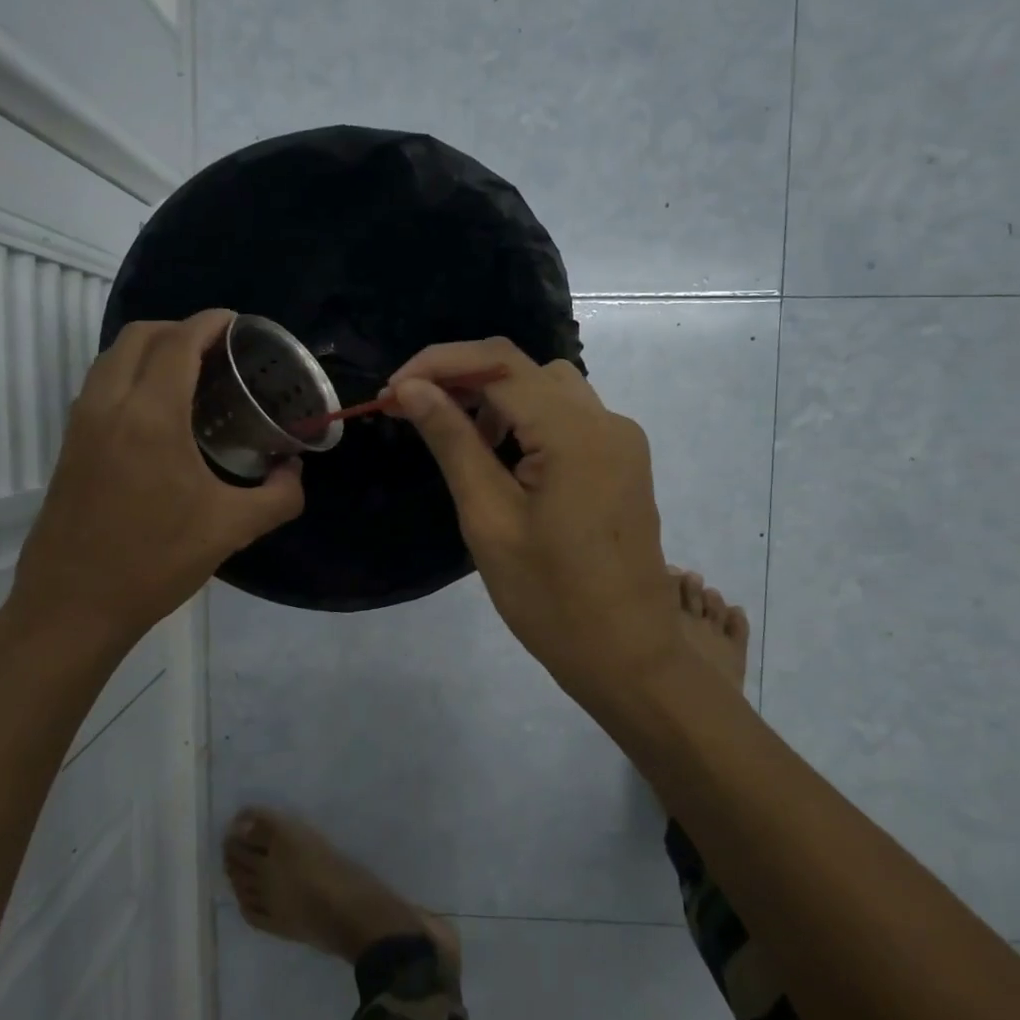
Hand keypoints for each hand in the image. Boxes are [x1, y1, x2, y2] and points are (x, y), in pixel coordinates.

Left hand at [1, 310, 303, 656]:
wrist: (73, 605)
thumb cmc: (155, 562)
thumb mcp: (232, 529)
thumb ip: (279, 496)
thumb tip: (295, 472)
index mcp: (151, 416)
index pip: (179, 342)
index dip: (210, 323)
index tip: (238, 324)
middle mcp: (110, 405)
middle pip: (140, 335)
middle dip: (180, 328)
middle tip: (219, 349)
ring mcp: (82, 423)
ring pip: (113, 357)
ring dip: (151, 348)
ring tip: (192, 373)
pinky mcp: (70, 444)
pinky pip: (101, 384)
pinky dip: (130, 373)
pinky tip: (160, 410)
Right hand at [387, 339, 683, 718]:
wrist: (627, 655)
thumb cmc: (550, 598)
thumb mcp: (488, 518)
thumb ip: (452, 442)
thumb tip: (412, 388)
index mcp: (574, 432)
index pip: (498, 363)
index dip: (438, 364)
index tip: (391, 393)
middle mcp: (606, 421)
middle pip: (524, 368)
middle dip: (462, 378)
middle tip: (412, 412)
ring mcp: (621, 441)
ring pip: (548, 388)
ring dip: (496, 397)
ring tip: (456, 436)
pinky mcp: (623, 462)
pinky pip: (569, 417)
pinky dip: (528, 419)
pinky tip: (502, 457)